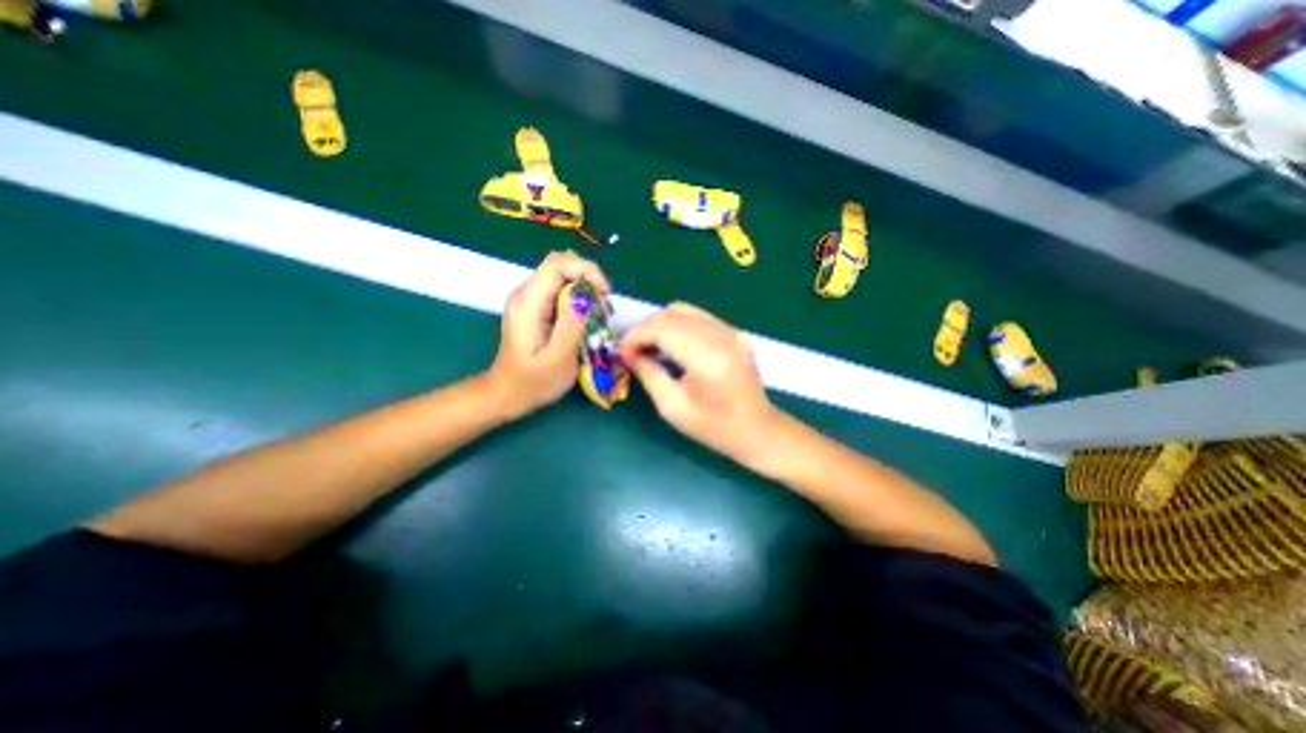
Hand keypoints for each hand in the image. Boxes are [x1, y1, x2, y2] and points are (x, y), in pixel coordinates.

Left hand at [490, 249, 612, 418]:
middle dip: (588, 277)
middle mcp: (525, 294)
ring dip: (585, 288)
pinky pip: (559, 289)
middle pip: (560, 264)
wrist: (507, 394)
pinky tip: (587, 317)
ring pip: (561, 275)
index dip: (585, 270)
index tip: (605, 292)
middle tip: (604, 305)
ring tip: (600, 313)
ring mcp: (529, 299)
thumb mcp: (558, 359)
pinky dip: (578, 297)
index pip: (557, 264)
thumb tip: (585, 296)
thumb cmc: (534, 382)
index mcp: (528, 304)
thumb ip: (571, 326)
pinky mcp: (535, 308)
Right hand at [620, 303, 771, 464]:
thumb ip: (648, 373)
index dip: (635, 336)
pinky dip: (677, 325)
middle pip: (671, 314)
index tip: (622, 352)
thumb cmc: (713, 427)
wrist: (757, 430)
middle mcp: (721, 336)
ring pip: (684, 310)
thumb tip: (630, 353)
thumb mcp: (672, 406)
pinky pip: (698, 317)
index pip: (661, 329)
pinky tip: (670, 343)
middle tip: (631, 350)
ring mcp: (731, 331)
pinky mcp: (734, 332)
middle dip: (644, 329)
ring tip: (648, 346)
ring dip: (659, 324)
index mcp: (707, 358)